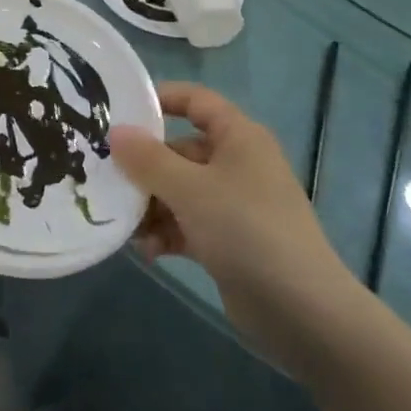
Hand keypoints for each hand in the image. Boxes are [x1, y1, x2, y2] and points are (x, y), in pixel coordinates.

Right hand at [112, 83, 357, 363]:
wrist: (303, 312)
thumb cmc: (246, 230)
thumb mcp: (190, 189)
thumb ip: (149, 159)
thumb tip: (116, 132)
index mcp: (238, 137)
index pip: (196, 100)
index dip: (160, 99)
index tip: (120, 112)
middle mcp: (237, 164)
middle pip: (180, 151)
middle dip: (144, 168)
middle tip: (107, 180)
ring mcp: (234, 204)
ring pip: (180, 191)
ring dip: (151, 206)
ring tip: (127, 227)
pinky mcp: (230, 241)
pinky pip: (188, 225)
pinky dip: (167, 233)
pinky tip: (148, 252)